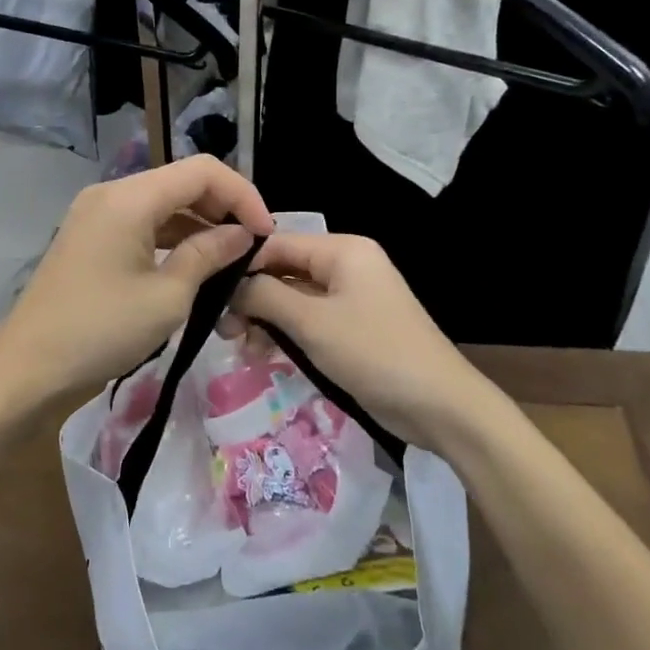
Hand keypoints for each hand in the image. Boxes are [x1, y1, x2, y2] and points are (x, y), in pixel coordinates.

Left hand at [0, 156, 275, 417]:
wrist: (28, 367)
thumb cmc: (101, 331)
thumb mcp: (167, 297)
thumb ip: (208, 255)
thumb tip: (242, 234)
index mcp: (130, 198)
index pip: (203, 171)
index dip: (242, 195)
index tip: (266, 233)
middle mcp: (112, 193)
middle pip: (181, 181)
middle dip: (223, 206)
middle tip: (251, 246)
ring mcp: (96, 212)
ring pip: (162, 201)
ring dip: (199, 222)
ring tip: (230, 258)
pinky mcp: (90, 235)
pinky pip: (142, 221)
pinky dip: (172, 235)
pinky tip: (193, 262)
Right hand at [230, 234, 481, 452]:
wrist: (440, 406)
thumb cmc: (373, 353)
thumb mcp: (311, 323)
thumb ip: (264, 297)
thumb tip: (230, 285)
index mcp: (342, 250)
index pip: (277, 243)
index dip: (242, 265)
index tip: (209, 293)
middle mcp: (347, 265)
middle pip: (284, 270)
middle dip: (252, 297)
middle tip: (223, 329)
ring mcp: (352, 297)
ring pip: (294, 297)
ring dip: (266, 319)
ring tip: (239, 346)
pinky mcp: (353, 327)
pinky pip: (310, 319)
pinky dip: (286, 333)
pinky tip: (263, 354)